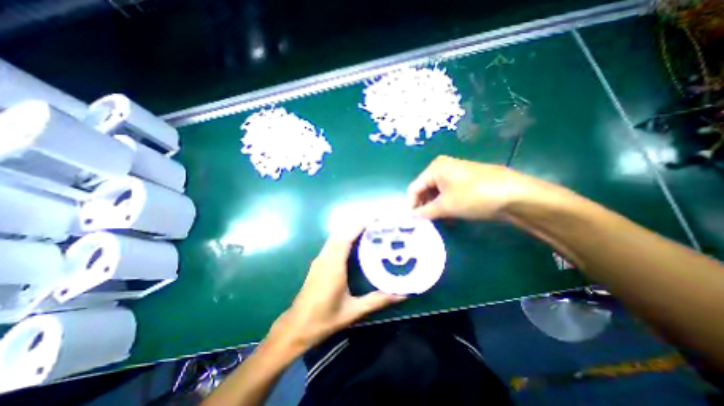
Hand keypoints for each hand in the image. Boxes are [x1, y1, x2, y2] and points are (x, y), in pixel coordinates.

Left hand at [267, 224, 404, 352]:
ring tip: (368, 229)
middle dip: (356, 224)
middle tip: (375, 223)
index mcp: (333, 266)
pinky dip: (343, 236)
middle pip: (340, 232)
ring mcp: (320, 259)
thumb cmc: (324, 319)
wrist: (297, 326)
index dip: (359, 225)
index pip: (346, 237)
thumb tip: (401, 294)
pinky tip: (354, 242)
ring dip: (349, 229)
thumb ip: (377, 301)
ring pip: (335, 236)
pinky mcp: (318, 263)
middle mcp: (325, 258)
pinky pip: (332, 243)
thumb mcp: (353, 311)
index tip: (375, 220)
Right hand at [406, 155, 549, 219]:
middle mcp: (443, 167)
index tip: (410, 221)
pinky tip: (448, 217)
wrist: (514, 195)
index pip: (414, 187)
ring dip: (434, 207)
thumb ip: (424, 212)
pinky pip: (448, 193)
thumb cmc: (473, 196)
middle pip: (425, 189)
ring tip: (435, 222)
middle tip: (422, 223)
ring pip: (437, 192)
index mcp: (435, 168)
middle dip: (423, 206)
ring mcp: (456, 173)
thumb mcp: (445, 206)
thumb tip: (411, 217)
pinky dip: (445, 205)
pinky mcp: (466, 181)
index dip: (411, 204)